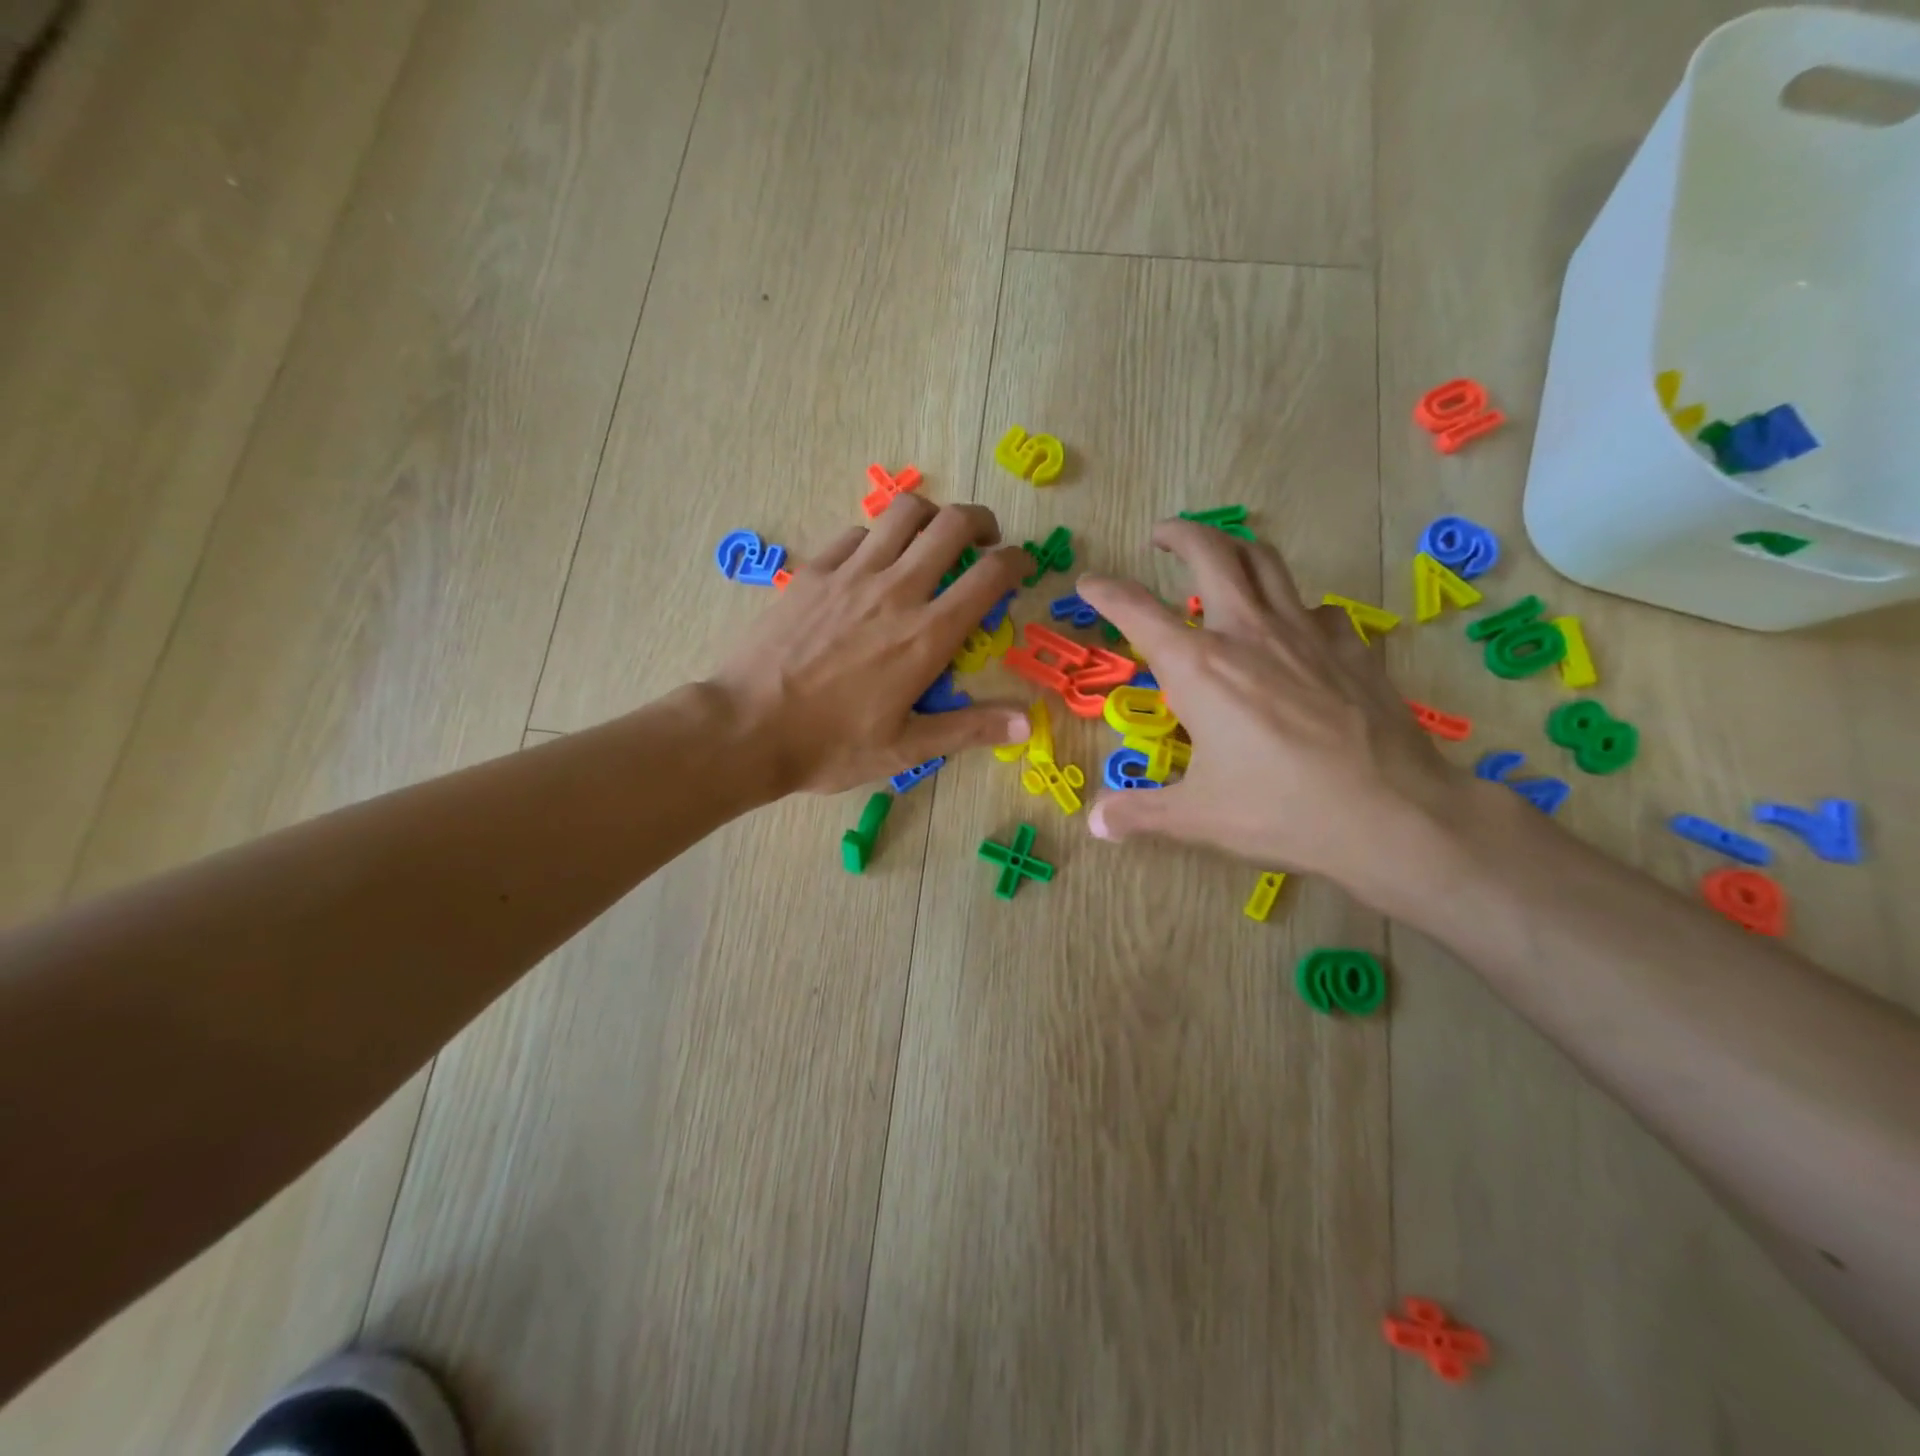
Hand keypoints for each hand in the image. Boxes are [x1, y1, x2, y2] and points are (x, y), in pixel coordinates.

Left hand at [707, 495, 1030, 795]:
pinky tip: (875, 560)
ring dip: (931, 515)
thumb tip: (1027, 721)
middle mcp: (895, 591)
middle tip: (985, 542)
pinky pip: (856, 534)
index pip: (989, 576)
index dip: (1017, 561)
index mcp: (926, 635)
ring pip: (904, 514)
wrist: (747, 728)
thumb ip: (969, 728)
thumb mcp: (907, 747)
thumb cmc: (831, 745)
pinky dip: (879, 537)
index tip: (1024, 566)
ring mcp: (850, 575)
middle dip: (981, 521)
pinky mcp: (813, 572)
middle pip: (951, 524)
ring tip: (934, 537)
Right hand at [1074, 521, 1468, 895]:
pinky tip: (1293, 633)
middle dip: (1180, 534)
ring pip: (1266, 562)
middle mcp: (1247, 633)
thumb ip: (1140, 813)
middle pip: (1211, 553)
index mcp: (1199, 667)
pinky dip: (1294, 610)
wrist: (1392, 812)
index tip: (1088, 582)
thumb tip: (1095, 824)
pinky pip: (1315, 610)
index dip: (1106, 591)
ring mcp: (1304, 633)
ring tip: (1222, 557)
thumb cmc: (1281, 811)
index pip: (1137, 611)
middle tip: (1162, 534)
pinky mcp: (1350, 646)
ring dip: (1235, 549)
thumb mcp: (1198, 816)